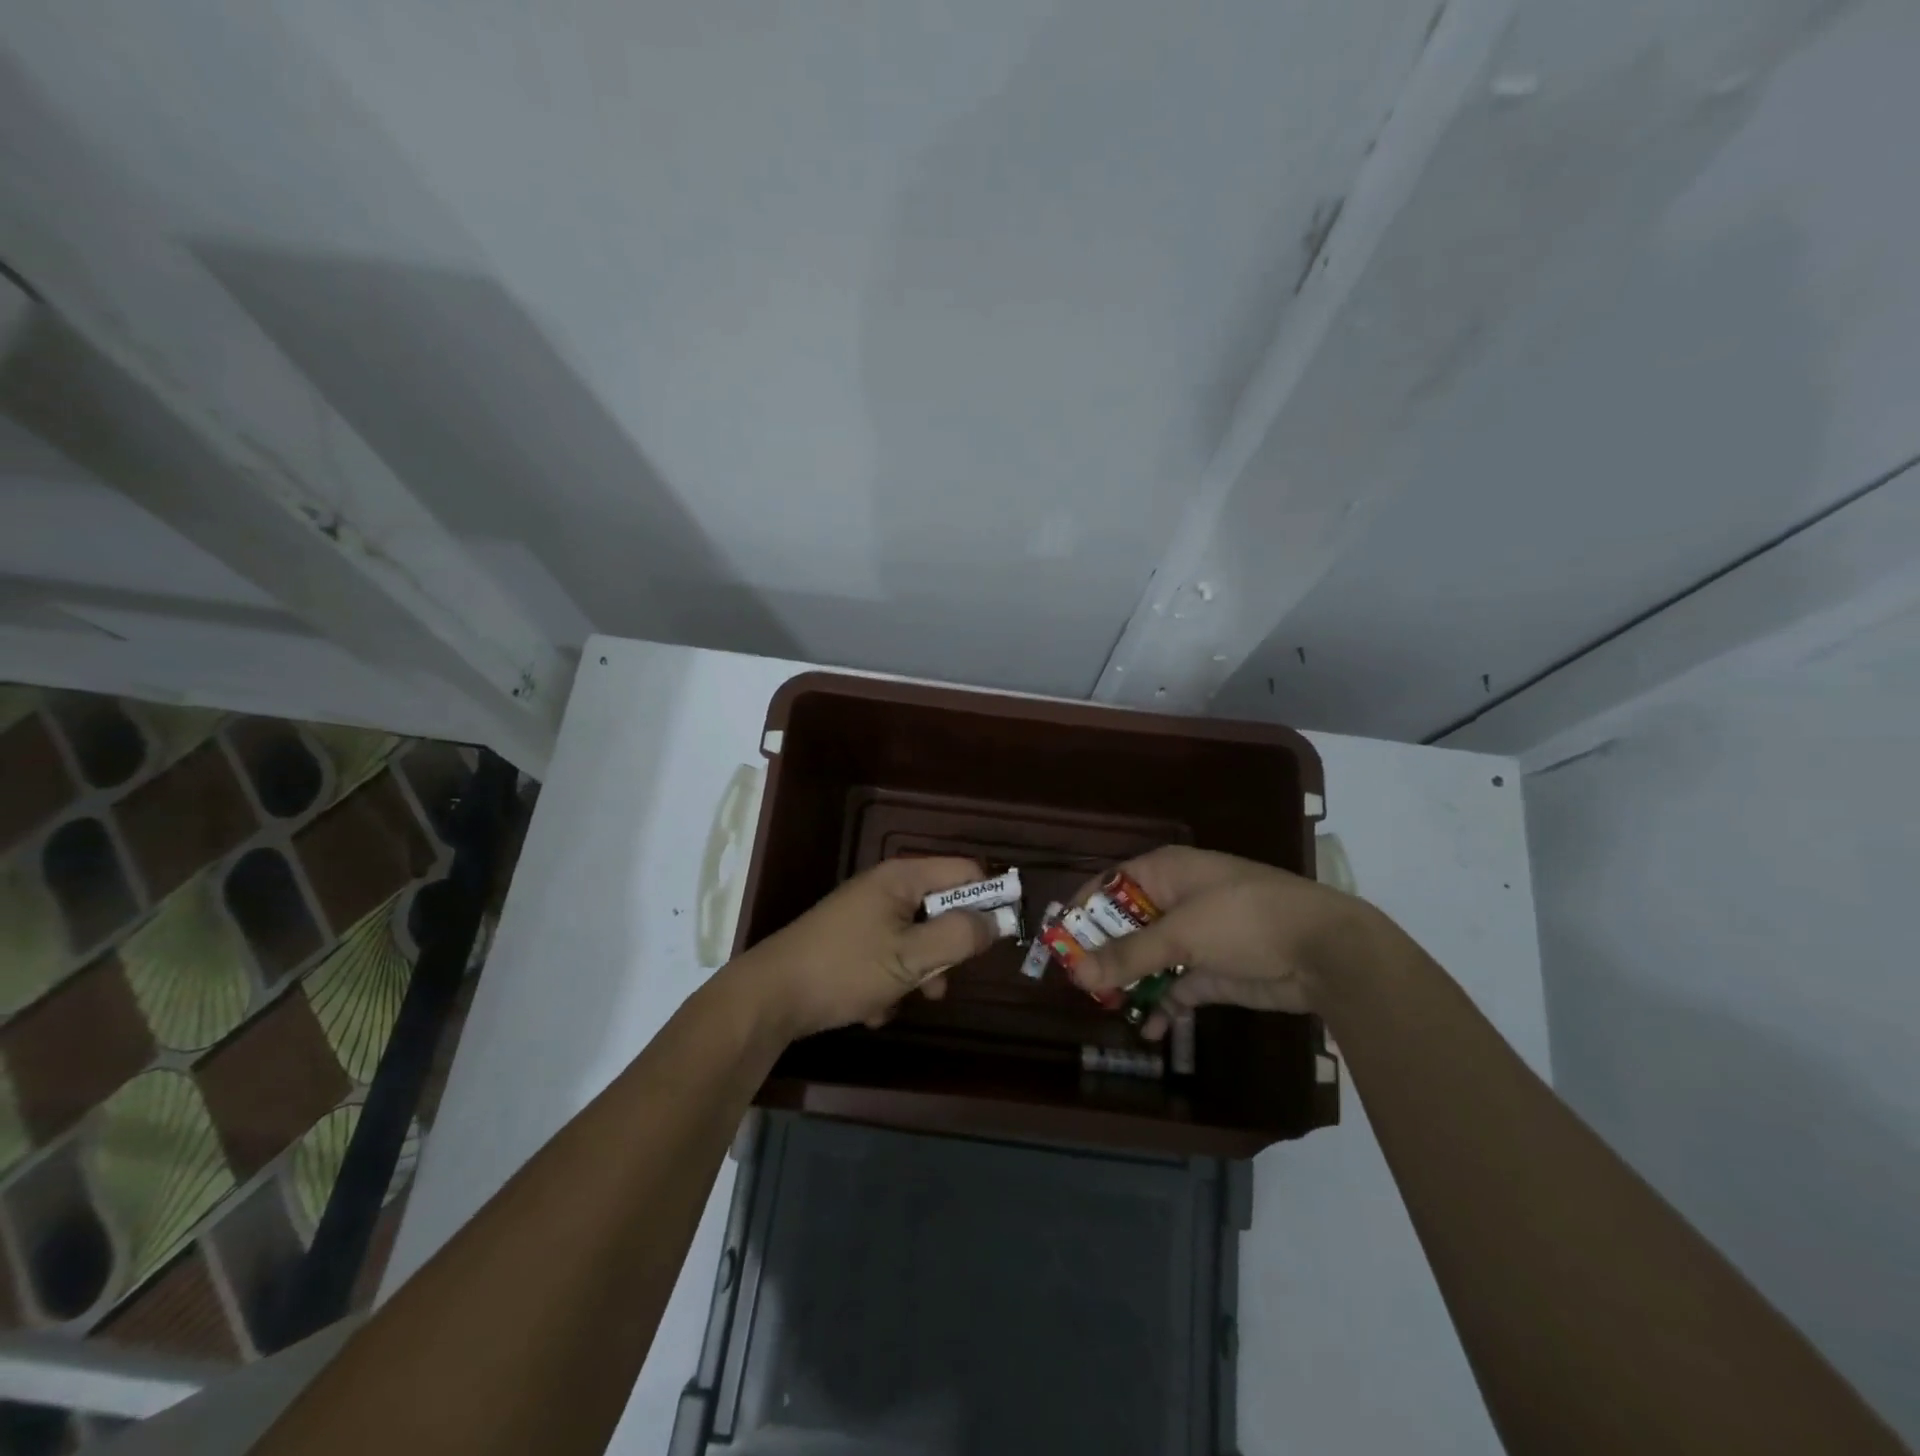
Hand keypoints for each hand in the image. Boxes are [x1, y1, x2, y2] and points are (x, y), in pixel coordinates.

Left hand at [734, 857, 1000, 1039]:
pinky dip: (890, 982)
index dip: (990, 899)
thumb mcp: (910, 957)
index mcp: (903, 877)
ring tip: (900, 1000)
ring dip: (918, 974)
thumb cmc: (844, 969)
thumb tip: (995, 922)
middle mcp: (888, 888)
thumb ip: (958, 937)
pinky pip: (892, 956)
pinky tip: (871, 1006)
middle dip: (946, 950)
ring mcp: (868, 915)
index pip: (967, 872)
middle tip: (939, 981)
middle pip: (943, 909)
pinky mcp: (854, 941)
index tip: (1001, 936)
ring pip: (919, 940)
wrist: (770, 998)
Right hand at [1070, 846, 1385, 1038]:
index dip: (1083, 911)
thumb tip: (1077, 974)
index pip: (1110, 885)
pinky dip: (1161, 1006)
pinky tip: (1148, 1029)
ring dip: (1129, 983)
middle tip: (1078, 983)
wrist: (1324, 951)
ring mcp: (1195, 937)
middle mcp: (1175, 900)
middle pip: (1125, 926)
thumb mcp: (1182, 935)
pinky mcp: (1212, 971)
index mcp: (1165, 873)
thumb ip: (1129, 956)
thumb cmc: (1245, 919)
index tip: (1058, 942)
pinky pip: (1175, 987)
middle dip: (1103, 954)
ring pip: (1148, 959)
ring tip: (1105, 1009)